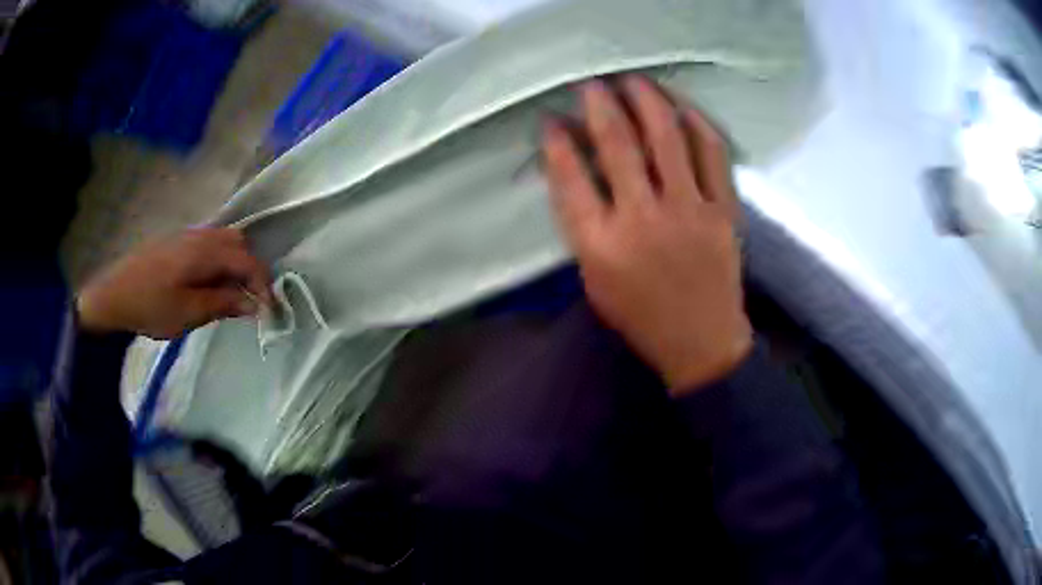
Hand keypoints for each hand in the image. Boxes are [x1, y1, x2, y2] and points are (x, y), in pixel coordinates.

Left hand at [77, 228, 272, 338]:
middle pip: (239, 244)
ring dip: (234, 265)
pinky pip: (209, 243)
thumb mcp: (188, 313)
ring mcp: (187, 235)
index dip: (264, 284)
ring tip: (229, 294)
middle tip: (250, 301)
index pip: (247, 261)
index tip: (270, 310)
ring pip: (224, 241)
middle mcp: (200, 235)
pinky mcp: (176, 241)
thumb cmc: (150, 306)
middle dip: (251, 271)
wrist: (113, 294)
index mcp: (204, 251)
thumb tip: (253, 304)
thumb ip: (223, 304)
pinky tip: (208, 282)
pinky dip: (219, 261)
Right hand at [542, 75, 751, 393]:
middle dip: (598, 104)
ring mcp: (688, 211)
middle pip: (617, 144)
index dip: (556, 140)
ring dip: (647, 100)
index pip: (569, 176)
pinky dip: (697, 125)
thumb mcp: (595, 278)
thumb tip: (576, 168)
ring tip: (634, 81)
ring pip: (667, 137)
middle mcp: (642, 219)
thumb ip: (583, 224)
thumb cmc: (641, 316)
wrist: (702, 343)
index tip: (551, 118)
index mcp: (601, 245)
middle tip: (591, 83)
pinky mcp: (723, 211)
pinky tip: (684, 108)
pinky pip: (712, 154)